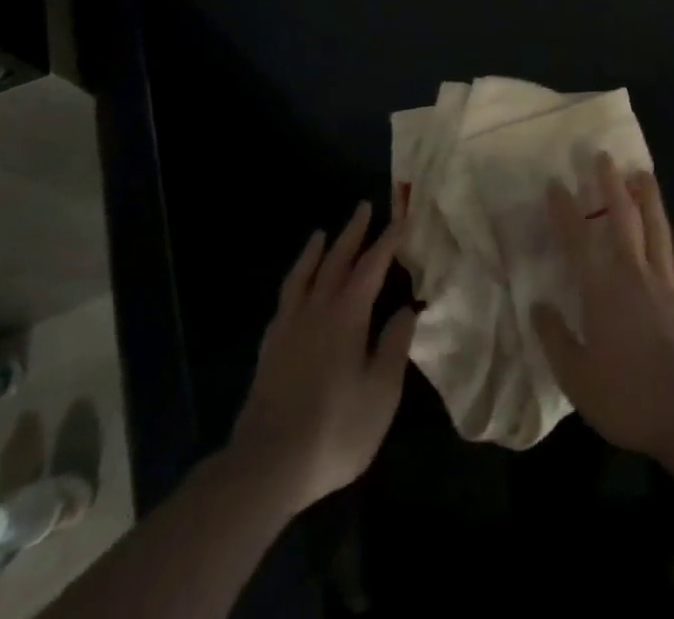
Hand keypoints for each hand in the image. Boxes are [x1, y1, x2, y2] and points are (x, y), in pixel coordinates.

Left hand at [226, 203, 416, 514]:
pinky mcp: (270, 348)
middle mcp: (317, 310)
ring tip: (321, 234)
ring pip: (304, 275)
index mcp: (348, 315)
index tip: (401, 217)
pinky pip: (285, 299)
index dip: (388, 240)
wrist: (267, 465)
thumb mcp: (381, 393)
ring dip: (316, 251)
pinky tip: (296, 288)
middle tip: (364, 207)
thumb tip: (407, 309)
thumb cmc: (334, 429)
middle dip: (353, 233)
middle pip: (336, 260)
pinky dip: (294, 282)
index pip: (372, 266)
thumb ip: (394, 346)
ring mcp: (289, 327)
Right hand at [531, 154, 673, 454]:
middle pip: (623, 219)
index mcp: (601, 289)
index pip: (577, 239)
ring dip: (649, 199)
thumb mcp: (576, 376)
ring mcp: (666, 284)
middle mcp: (633, 274)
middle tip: (604, 157)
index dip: (564, 210)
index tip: (555, 183)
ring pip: (657, 229)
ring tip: (643, 173)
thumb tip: (538, 306)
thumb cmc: (626, 395)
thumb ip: (555, 338)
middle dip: (611, 185)